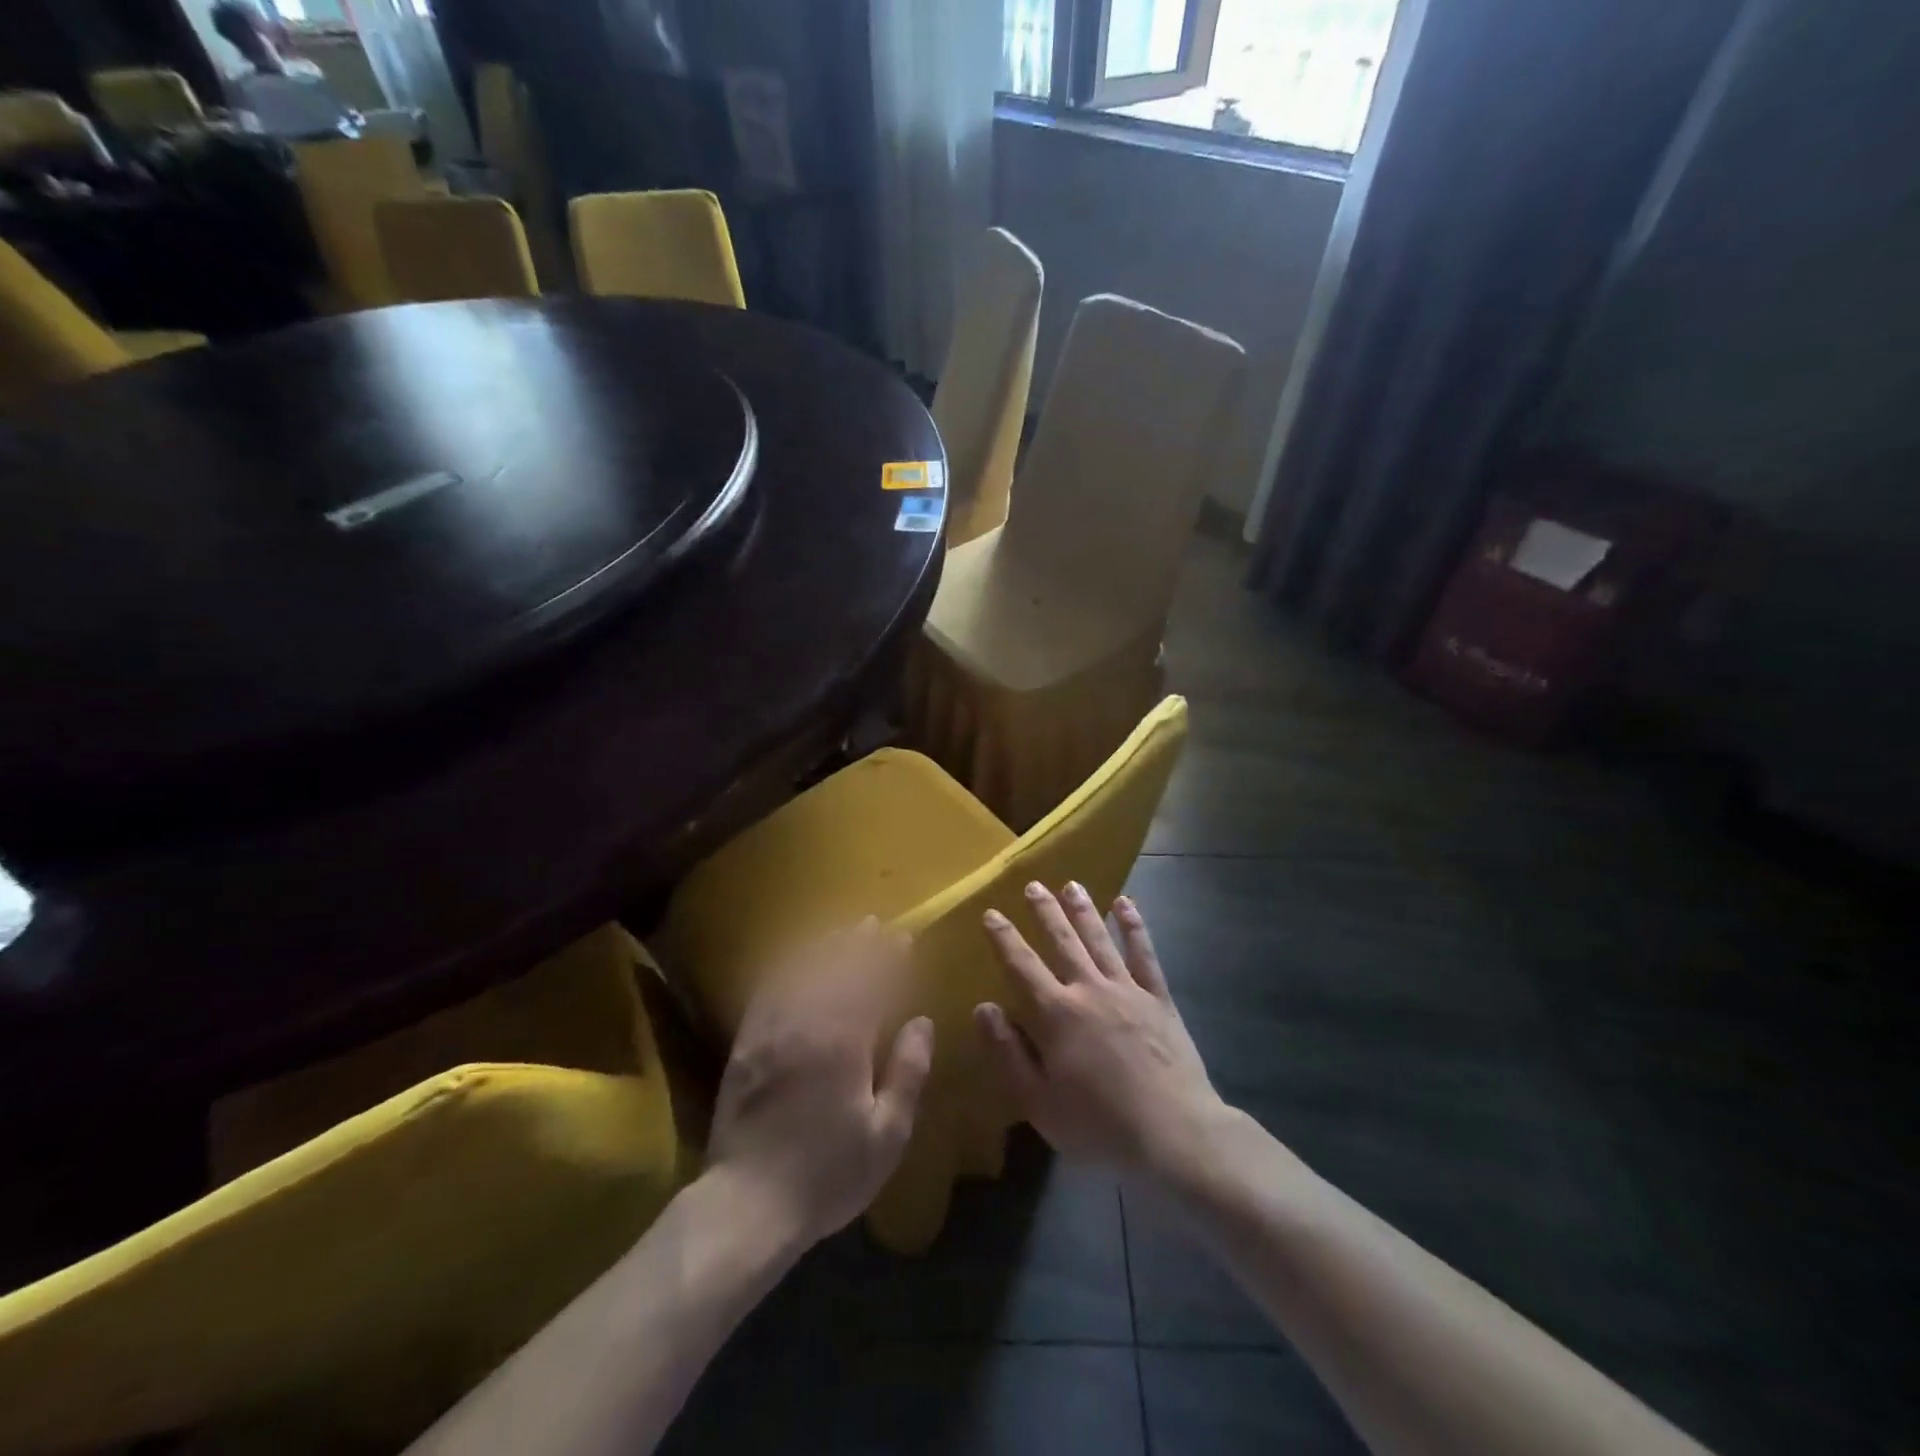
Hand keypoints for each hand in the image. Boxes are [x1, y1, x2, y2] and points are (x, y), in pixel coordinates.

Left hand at [707, 919, 934, 1247]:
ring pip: (801, 971)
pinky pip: (768, 990)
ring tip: (840, 932)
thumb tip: (922, 1021)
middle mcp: (807, 1022)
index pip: (872, 983)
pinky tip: (794, 962)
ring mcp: (771, 1029)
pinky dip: (786, 968)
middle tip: (874, 924)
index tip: (902, 938)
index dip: (888, 958)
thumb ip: (908, 1072)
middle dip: (858, 943)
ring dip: (823, 947)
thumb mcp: (887, 1134)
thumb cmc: (828, 1172)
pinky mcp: (746, 1042)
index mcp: (846, 1041)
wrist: (749, 1201)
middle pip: (836, 968)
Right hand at [975, 883, 1225, 1176]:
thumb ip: (1008, 1052)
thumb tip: (983, 1007)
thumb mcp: (1038, 1102)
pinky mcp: (1159, 998)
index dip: (1005, 938)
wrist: (1173, 1133)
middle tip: (1033, 885)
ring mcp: (1128, 990)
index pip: (1022, 966)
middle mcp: (1089, 990)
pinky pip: (1144, 954)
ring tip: (1071, 884)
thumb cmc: (1099, 1125)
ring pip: (1100, 939)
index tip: (991, 913)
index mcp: (1056, 1014)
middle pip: (1063, 941)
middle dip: (1046, 912)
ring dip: (1084, 910)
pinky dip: (1134, 927)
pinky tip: (1126, 904)